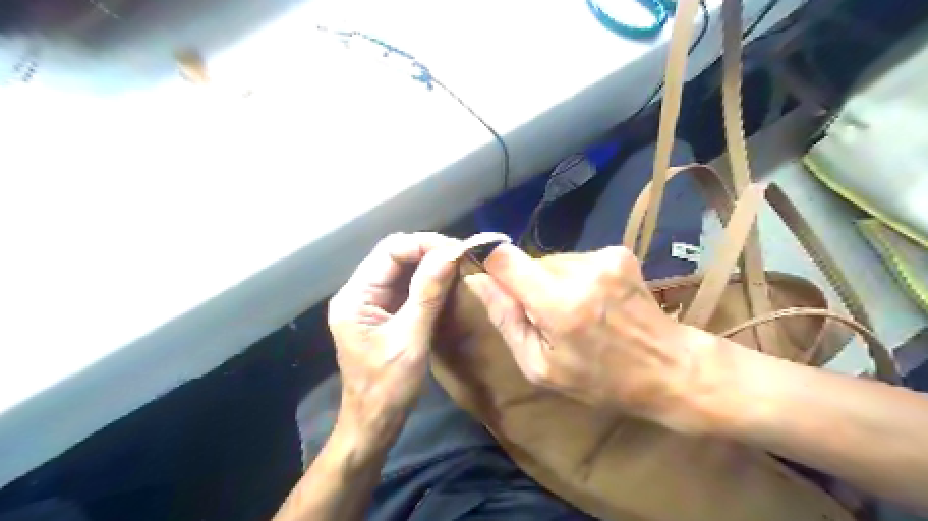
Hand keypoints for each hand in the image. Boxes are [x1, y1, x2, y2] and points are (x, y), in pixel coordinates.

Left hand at [330, 233, 467, 452]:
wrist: (373, 423)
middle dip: (428, 252)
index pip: (389, 251)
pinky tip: (446, 283)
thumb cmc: (387, 388)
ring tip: (458, 266)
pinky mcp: (382, 313)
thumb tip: (449, 253)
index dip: (423, 244)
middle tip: (461, 257)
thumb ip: (428, 294)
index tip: (456, 250)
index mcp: (355, 297)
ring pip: (401, 269)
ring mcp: (370, 303)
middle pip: (394, 256)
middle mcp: (358, 293)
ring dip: (429, 265)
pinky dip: (427, 282)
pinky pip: (405, 287)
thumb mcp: (411, 339)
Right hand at [467, 246, 712, 433]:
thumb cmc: (600, 379)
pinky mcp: (618, 253)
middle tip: (546, 317)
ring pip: (552, 261)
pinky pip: (576, 260)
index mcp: (559, 304)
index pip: (504, 258)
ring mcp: (603, 257)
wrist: (670, 367)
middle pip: (529, 261)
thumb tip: (478, 281)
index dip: (490, 263)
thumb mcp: (541, 366)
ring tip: (575, 312)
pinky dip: (574, 278)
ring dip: (551, 282)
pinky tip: (594, 302)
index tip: (490, 279)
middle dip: (527, 284)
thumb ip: (506, 320)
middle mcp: (581, 270)